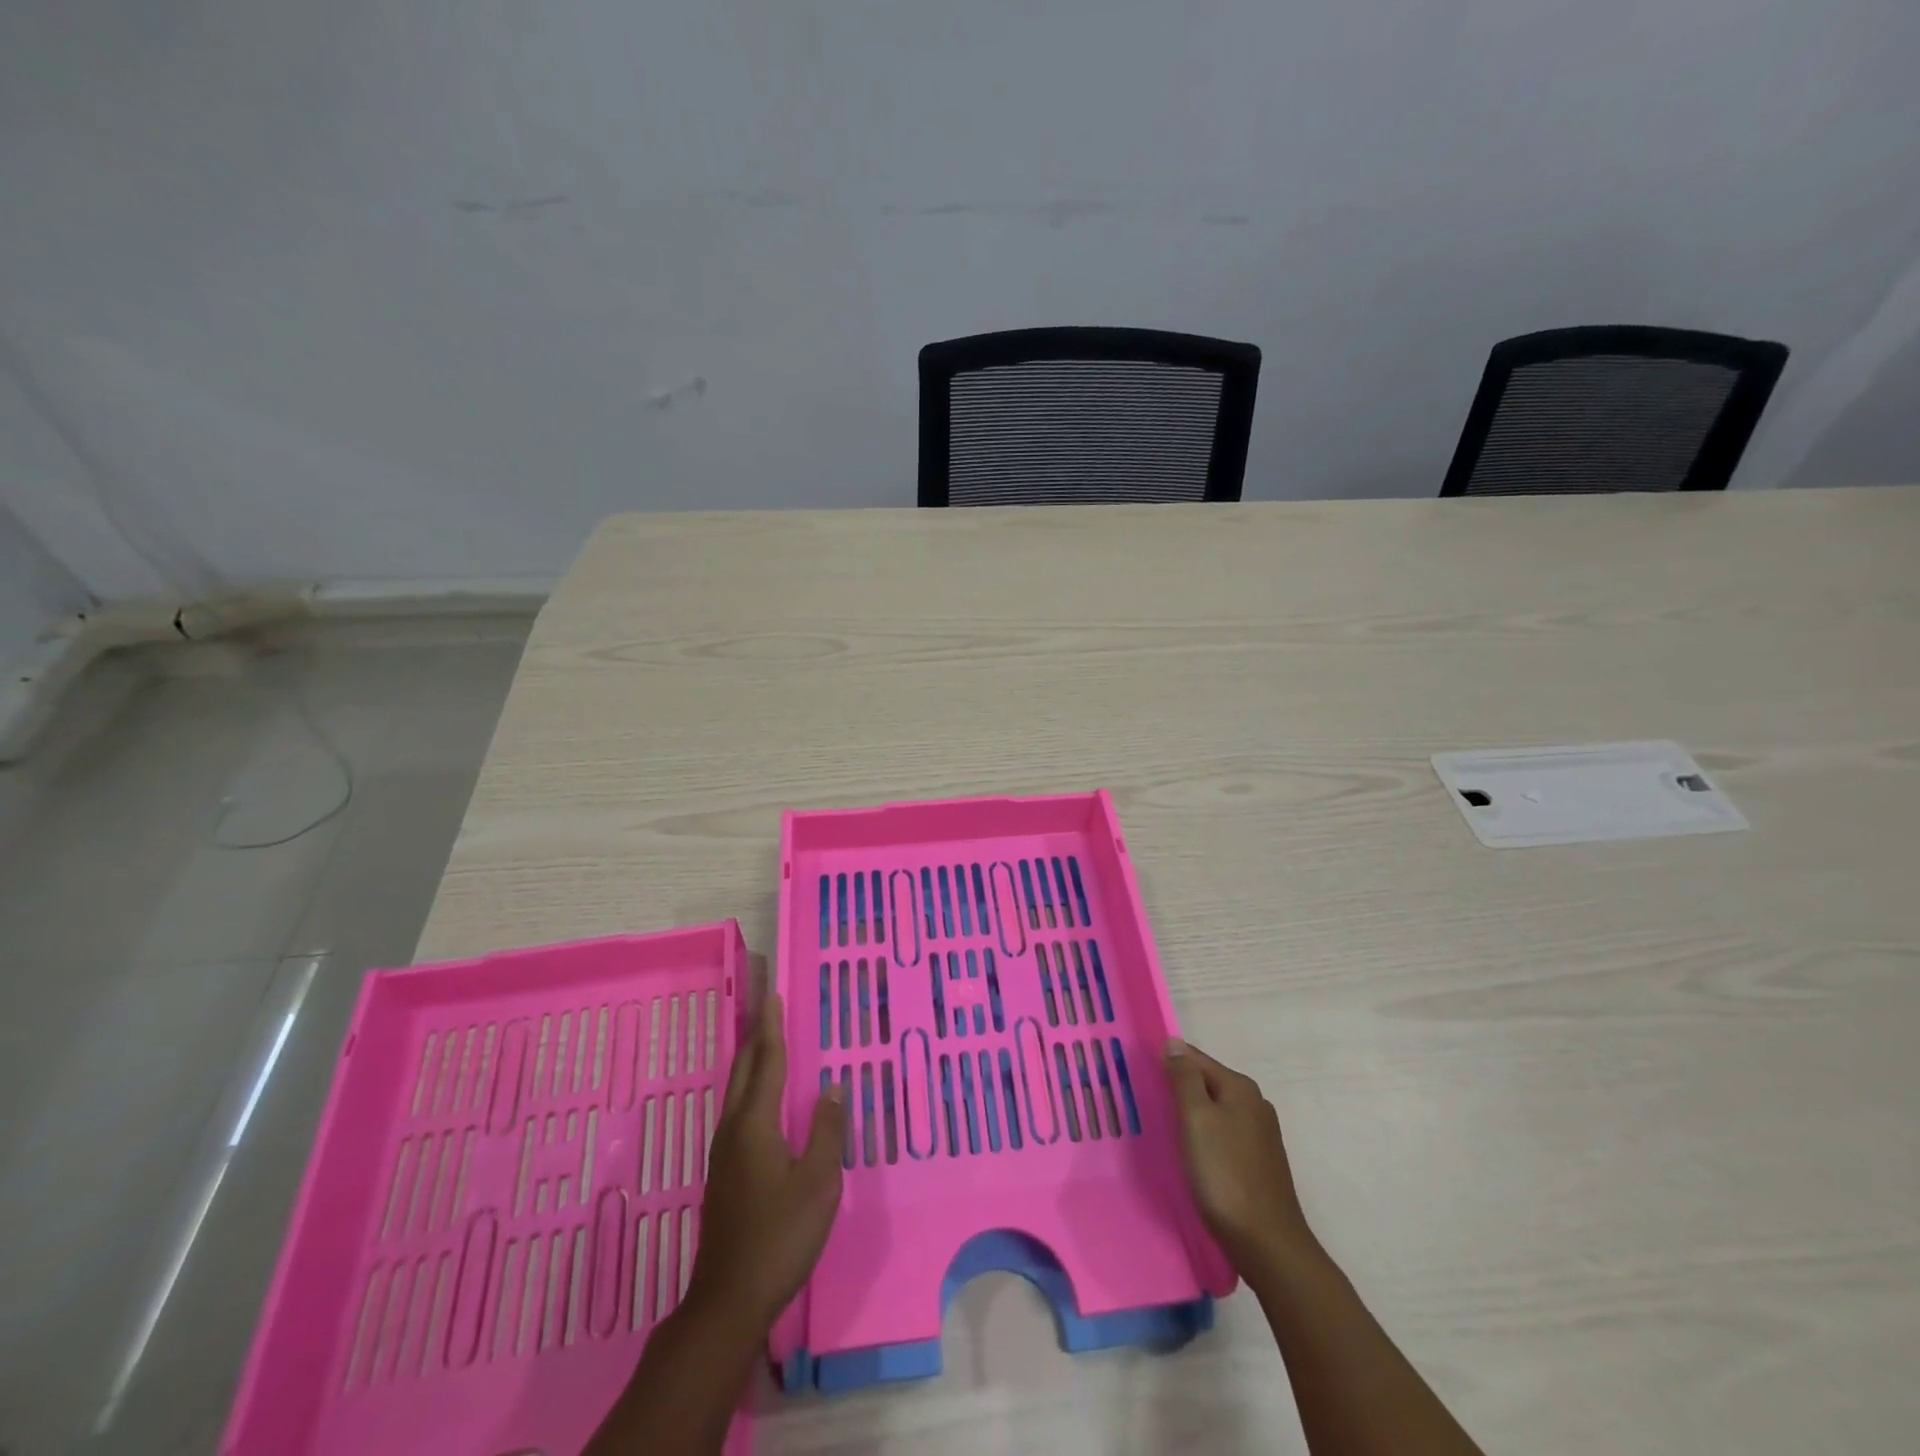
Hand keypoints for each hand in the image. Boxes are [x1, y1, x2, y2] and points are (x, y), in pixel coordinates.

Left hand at [686, 992, 847, 1330]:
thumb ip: (826, 1130)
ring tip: (766, 1042)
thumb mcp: (818, 1182)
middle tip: (768, 1008)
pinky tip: (761, 1100)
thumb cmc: (780, 1236)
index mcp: (755, 1124)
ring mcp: (724, 1152)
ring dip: (751, 1061)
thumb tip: (833, 1087)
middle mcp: (734, 1129)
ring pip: (736, 1091)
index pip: (767, 1062)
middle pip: (744, 1071)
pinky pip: (738, 1111)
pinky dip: (750, 1088)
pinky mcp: (724, 1172)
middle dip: (756, 1037)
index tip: (773, 996)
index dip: (772, 1028)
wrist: (729, 1299)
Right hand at [1164, 1038, 1313, 1271]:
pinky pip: (1224, 1134)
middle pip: (1207, 1083)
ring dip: (1191, 1115)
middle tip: (1148, 1103)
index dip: (1167, 1063)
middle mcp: (1255, 1104)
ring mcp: (1261, 1135)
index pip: (1195, 1058)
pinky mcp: (1260, 1162)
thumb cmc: (1225, 1174)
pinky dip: (1205, 1137)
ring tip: (1165, 1129)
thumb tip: (1174, 1043)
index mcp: (1240, 1087)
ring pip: (1215, 1110)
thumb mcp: (1196, 1119)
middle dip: (1179, 1089)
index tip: (1141, 1075)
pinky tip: (1192, 1154)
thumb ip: (1184, 1078)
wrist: (1268, 1244)